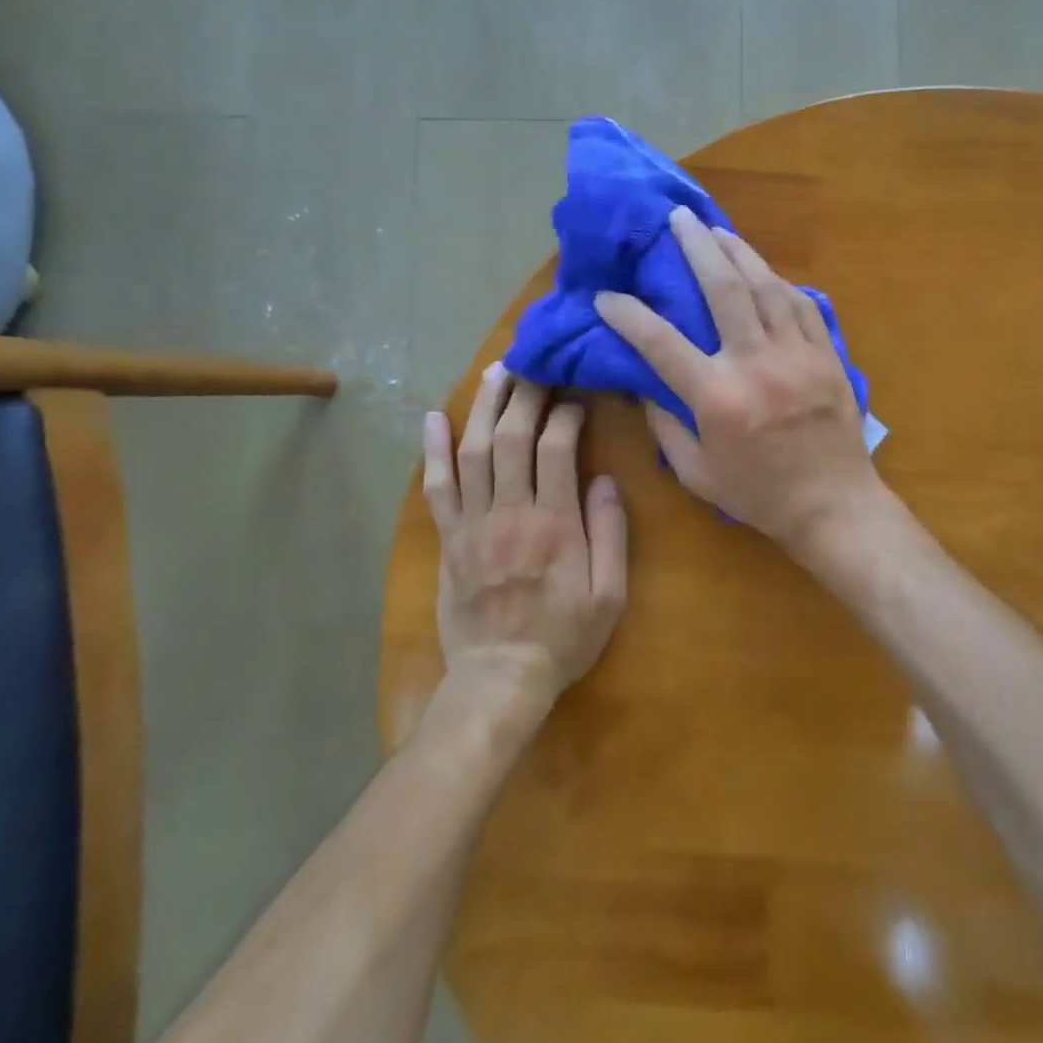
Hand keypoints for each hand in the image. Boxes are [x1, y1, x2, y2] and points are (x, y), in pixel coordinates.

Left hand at [423, 368, 627, 716]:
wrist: (500, 680)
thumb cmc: (564, 638)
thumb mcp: (609, 595)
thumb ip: (610, 534)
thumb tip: (604, 480)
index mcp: (554, 525)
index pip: (556, 449)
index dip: (565, 413)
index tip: (576, 394)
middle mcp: (510, 514)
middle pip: (511, 438)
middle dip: (523, 394)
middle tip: (533, 362)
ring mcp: (472, 524)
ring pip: (472, 452)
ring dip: (482, 408)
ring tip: (494, 372)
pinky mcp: (448, 539)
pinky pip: (436, 488)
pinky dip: (433, 451)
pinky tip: (432, 419)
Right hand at [596, 205, 884, 556]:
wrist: (834, 506)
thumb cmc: (760, 496)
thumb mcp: (697, 474)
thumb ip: (666, 428)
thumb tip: (647, 386)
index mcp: (718, 397)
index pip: (661, 343)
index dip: (628, 315)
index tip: (606, 296)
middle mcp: (756, 364)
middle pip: (724, 290)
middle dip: (697, 248)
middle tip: (678, 219)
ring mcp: (797, 355)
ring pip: (767, 287)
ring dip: (739, 253)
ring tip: (718, 230)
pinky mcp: (827, 355)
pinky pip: (802, 306)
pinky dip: (779, 284)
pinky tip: (764, 271)